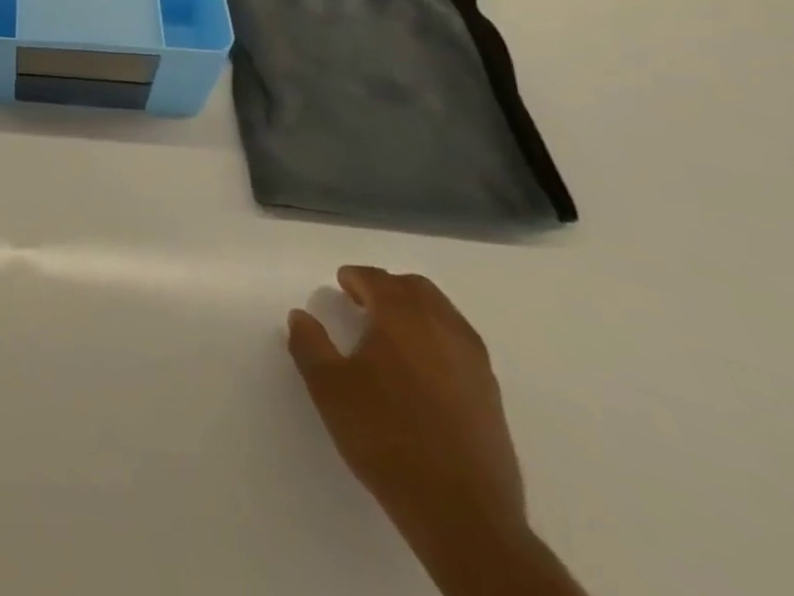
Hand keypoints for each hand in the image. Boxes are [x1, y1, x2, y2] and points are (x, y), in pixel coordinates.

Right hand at [289, 268, 528, 568]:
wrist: (463, 515)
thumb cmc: (386, 438)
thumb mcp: (328, 388)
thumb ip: (309, 344)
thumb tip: (301, 316)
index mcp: (402, 319)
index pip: (377, 280)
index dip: (355, 278)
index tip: (341, 286)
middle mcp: (443, 330)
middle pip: (417, 289)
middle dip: (389, 288)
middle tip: (365, 304)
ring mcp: (475, 364)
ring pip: (445, 315)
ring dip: (417, 313)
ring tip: (392, 337)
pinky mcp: (492, 397)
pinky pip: (461, 347)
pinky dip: (438, 341)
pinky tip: (420, 370)